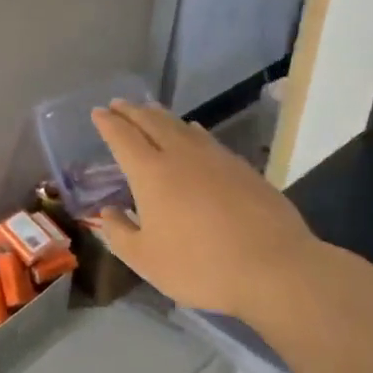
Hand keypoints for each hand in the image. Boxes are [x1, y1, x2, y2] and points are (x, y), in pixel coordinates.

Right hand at [87, 101, 317, 321]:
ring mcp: (215, 158)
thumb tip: (108, 212)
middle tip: (118, 104)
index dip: (108, 123)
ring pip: (182, 126)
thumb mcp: (146, 260)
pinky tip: (194, 132)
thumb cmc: (200, 266)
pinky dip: (191, 130)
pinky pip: (207, 138)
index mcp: (151, 173)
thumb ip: (120, 233)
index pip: (123, 137)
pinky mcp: (242, 168)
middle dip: (132, 111)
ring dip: (161, 115)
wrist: (274, 268)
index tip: (98, 112)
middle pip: (152, 122)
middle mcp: (181, 155)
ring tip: (150, 110)